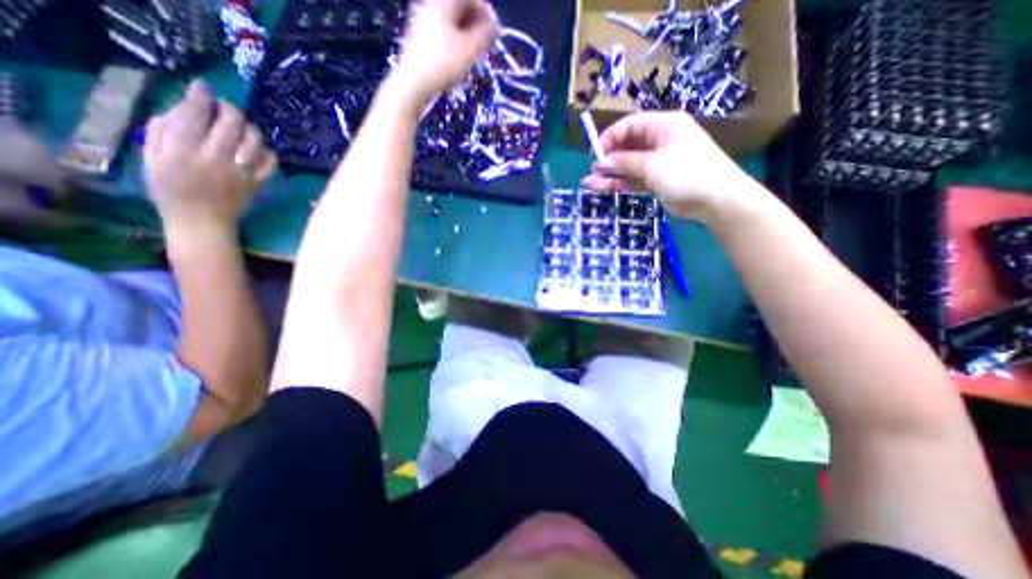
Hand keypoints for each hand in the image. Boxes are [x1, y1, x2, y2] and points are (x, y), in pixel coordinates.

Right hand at [142, 80, 278, 237]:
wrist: (202, 221)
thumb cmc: (171, 189)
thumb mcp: (152, 157)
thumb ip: (163, 131)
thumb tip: (181, 108)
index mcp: (183, 149)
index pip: (196, 113)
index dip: (201, 96)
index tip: (203, 88)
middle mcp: (216, 157)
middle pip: (231, 123)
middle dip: (229, 109)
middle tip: (225, 107)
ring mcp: (242, 170)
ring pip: (254, 140)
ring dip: (249, 128)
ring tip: (241, 127)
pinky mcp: (258, 182)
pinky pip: (270, 162)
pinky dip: (266, 151)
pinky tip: (257, 149)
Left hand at [392, 0, 500, 103]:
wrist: (413, 82)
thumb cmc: (443, 63)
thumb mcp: (469, 50)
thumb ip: (485, 34)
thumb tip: (495, 25)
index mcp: (444, 1)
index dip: (487, 14)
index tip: (495, 35)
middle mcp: (431, 3)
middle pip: (460, 7)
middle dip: (475, 25)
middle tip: (484, 46)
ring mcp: (422, 18)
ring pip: (451, 21)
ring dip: (466, 34)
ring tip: (472, 55)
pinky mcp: (419, 36)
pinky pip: (442, 31)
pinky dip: (453, 40)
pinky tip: (456, 58)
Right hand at [579, 111, 756, 217]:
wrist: (715, 199)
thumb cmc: (685, 172)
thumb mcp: (651, 165)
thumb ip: (624, 162)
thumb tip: (601, 162)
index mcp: (663, 125)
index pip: (630, 125)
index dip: (610, 137)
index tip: (594, 152)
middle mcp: (660, 140)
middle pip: (628, 146)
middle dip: (608, 158)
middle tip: (591, 171)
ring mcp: (659, 162)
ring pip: (629, 165)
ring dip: (610, 174)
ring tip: (589, 183)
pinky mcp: (658, 180)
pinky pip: (635, 178)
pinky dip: (621, 183)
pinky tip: (604, 188)